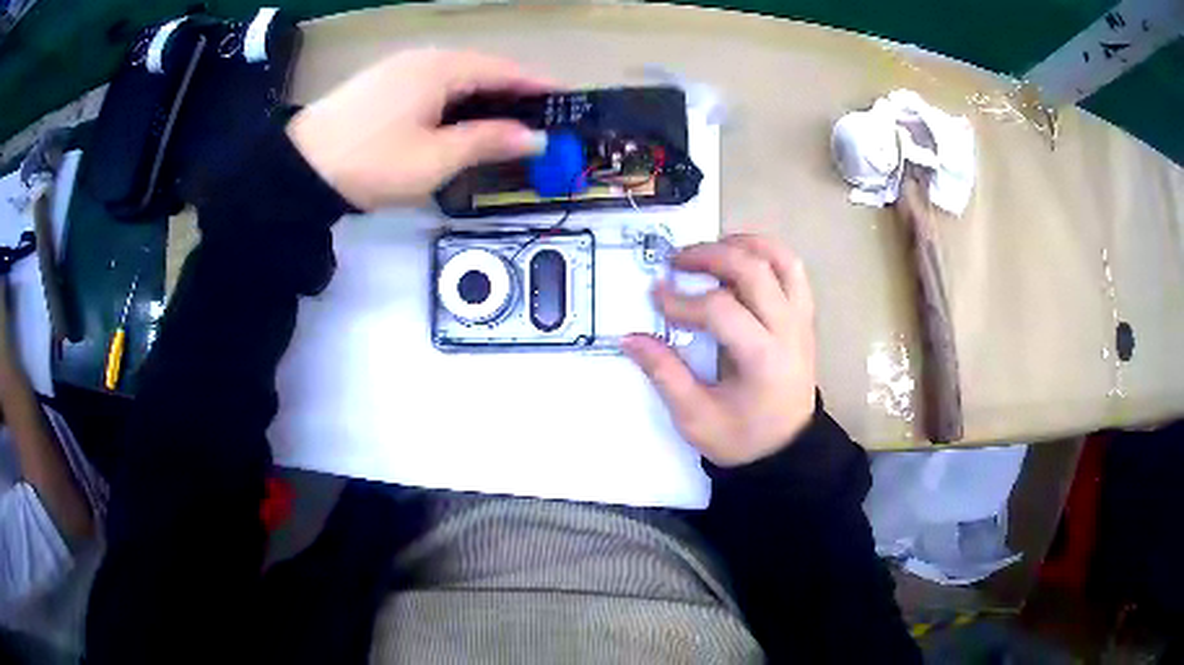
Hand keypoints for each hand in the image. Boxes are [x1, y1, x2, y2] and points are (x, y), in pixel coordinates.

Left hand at [287, 49, 553, 210]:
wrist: (299, 169)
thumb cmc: (372, 162)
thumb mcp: (435, 159)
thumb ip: (487, 142)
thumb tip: (534, 137)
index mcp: (442, 68)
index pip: (503, 70)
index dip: (537, 86)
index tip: (566, 100)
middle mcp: (424, 58)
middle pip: (481, 69)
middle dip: (511, 91)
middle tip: (537, 117)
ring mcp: (399, 67)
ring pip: (455, 76)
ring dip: (482, 96)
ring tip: (503, 121)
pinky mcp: (382, 82)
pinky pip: (432, 83)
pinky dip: (454, 98)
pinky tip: (456, 118)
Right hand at [622, 235, 817, 466]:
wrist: (787, 451)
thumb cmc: (742, 438)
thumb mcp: (695, 417)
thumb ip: (664, 373)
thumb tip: (629, 337)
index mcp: (763, 359)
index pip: (721, 310)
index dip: (682, 301)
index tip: (655, 299)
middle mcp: (789, 331)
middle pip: (753, 271)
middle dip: (709, 257)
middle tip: (676, 260)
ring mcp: (802, 320)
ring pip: (781, 260)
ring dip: (745, 244)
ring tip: (712, 247)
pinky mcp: (804, 318)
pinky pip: (792, 271)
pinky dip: (768, 253)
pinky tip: (742, 257)